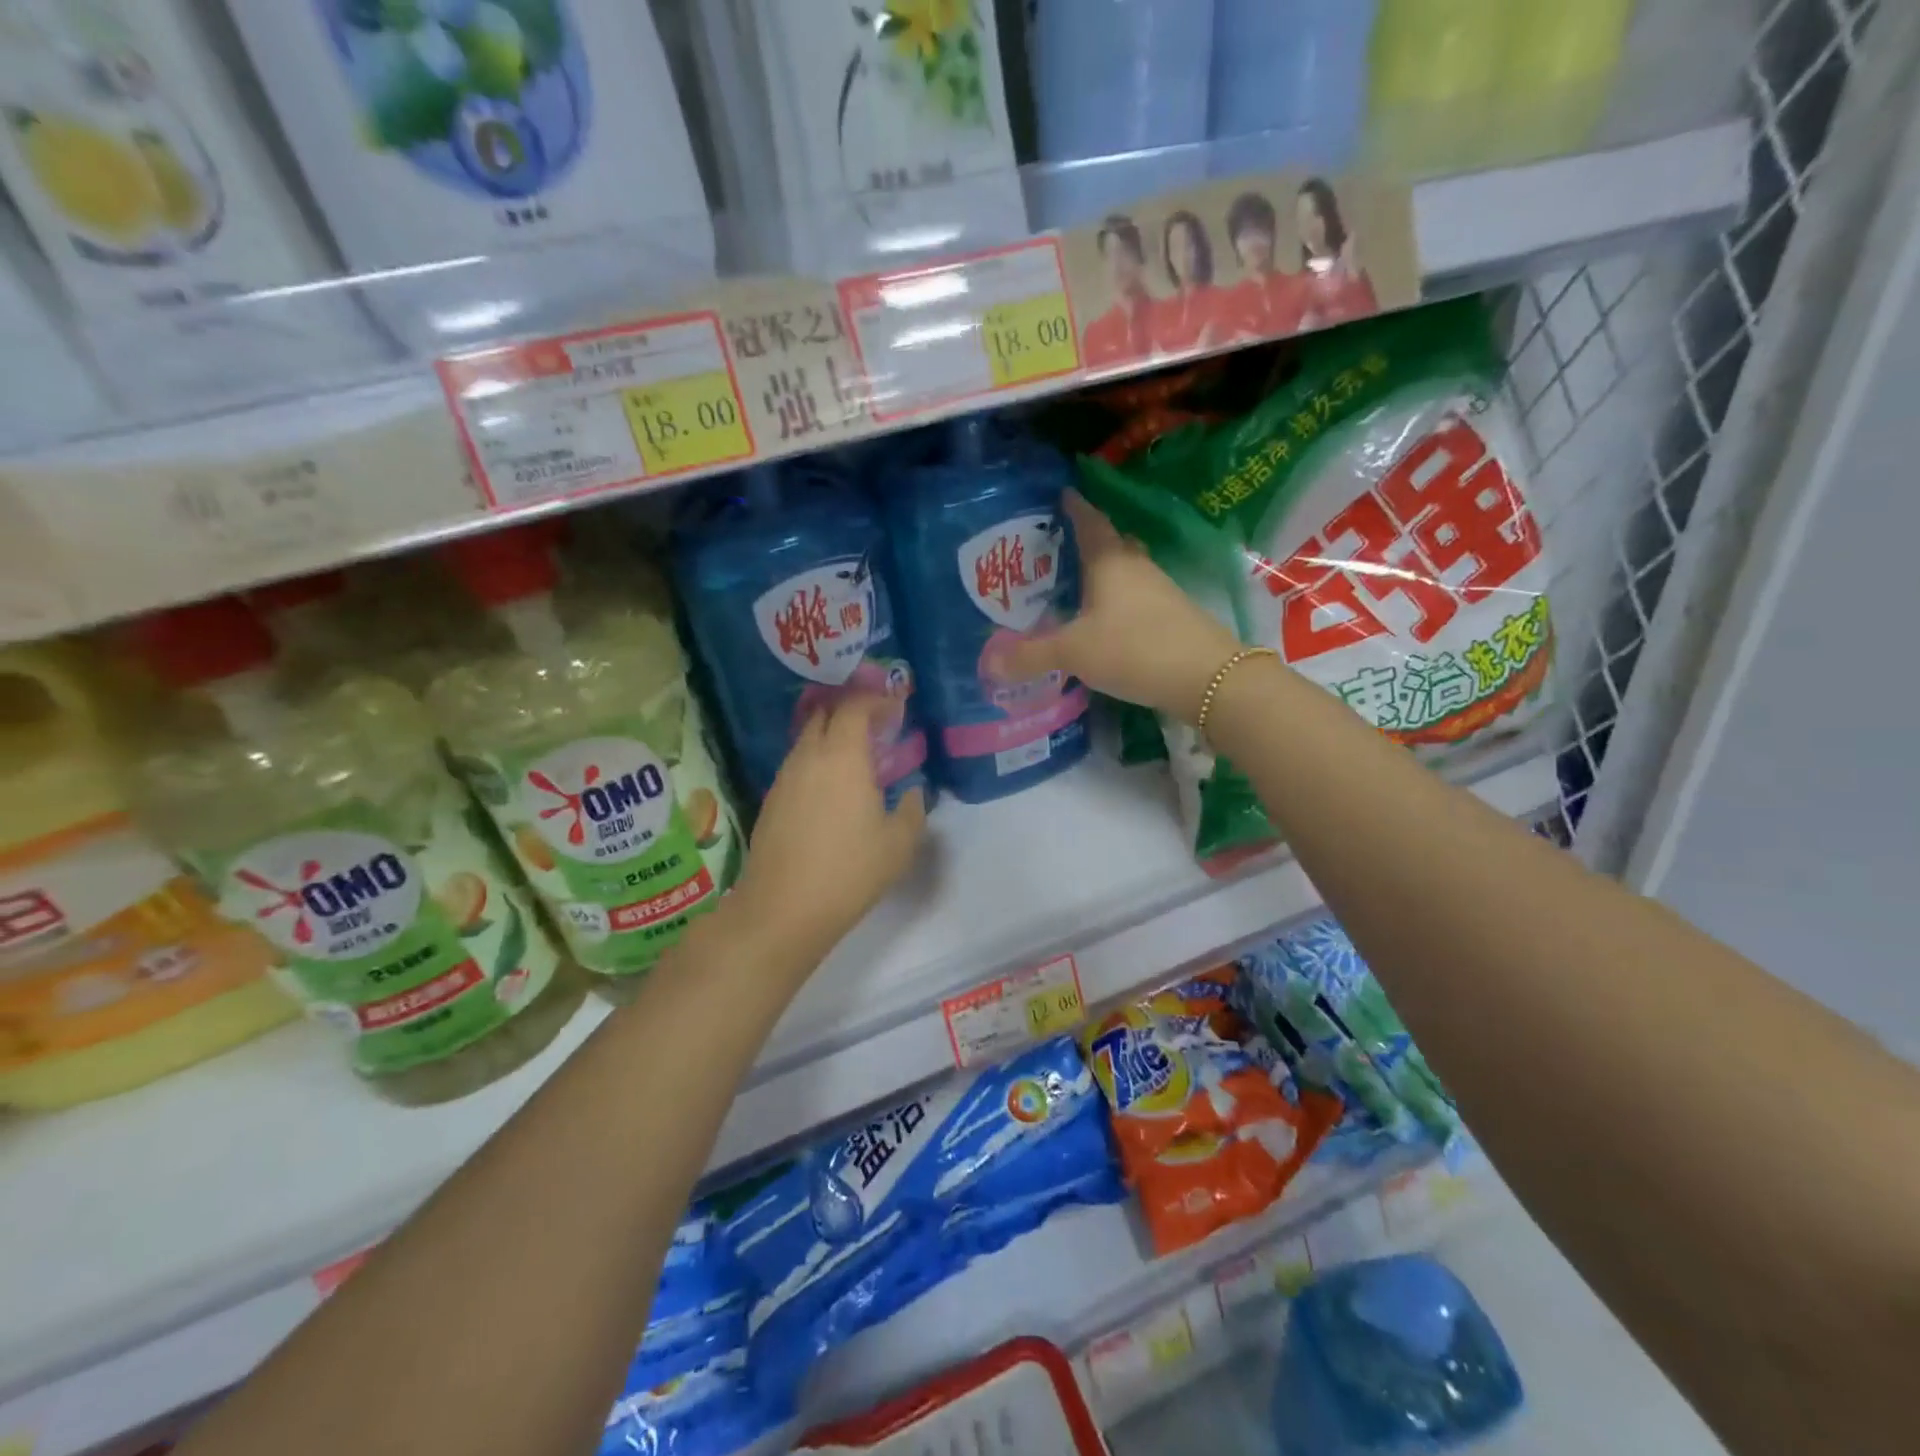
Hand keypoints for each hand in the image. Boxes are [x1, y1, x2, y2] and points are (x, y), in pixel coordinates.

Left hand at [730, 694, 927, 962]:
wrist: (783, 908)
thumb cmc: (850, 871)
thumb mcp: (899, 843)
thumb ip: (914, 810)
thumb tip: (915, 793)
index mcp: (843, 756)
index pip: (855, 707)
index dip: (876, 700)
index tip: (895, 707)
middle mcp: (809, 756)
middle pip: (825, 714)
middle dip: (850, 710)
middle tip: (876, 725)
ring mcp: (784, 778)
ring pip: (807, 739)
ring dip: (831, 736)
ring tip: (856, 757)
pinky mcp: (771, 800)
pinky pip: (798, 764)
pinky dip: (817, 761)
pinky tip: (832, 788)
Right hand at [1003, 491, 1242, 723]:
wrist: (1205, 677)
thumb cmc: (1134, 648)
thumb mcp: (1073, 652)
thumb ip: (1031, 656)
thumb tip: (988, 664)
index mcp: (1109, 560)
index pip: (1088, 520)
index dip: (1072, 506)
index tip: (1058, 494)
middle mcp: (1135, 566)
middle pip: (1109, 542)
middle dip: (1084, 540)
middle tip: (1054, 548)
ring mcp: (1158, 589)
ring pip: (1124, 570)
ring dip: (1101, 572)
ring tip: (1072, 584)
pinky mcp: (1170, 614)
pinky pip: (1134, 595)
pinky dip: (1115, 599)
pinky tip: (1101, 619)